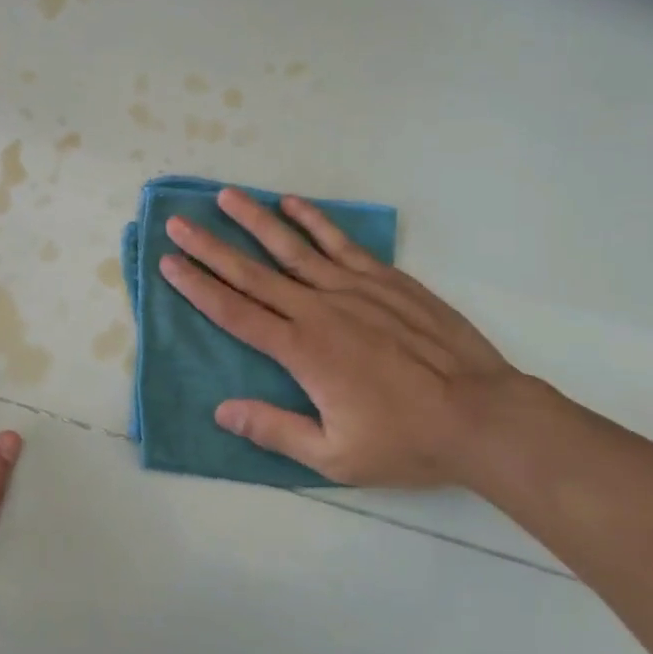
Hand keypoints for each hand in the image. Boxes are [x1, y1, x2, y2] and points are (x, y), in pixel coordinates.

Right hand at [159, 188, 529, 488]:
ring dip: (255, 220)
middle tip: (177, 223)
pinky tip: (292, 203)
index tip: (170, 263)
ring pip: (292, 247)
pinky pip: (341, 242)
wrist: (482, 415)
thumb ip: (276, 430)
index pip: (235, 312)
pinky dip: (314, 221)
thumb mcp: (335, 456)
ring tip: (225, 197)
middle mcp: (318, 310)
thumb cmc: (405, 440)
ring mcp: (353, 289)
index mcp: (302, 351)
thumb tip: (222, 411)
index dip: (198, 287)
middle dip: (210, 247)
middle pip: (252, 273)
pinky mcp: (385, 279)